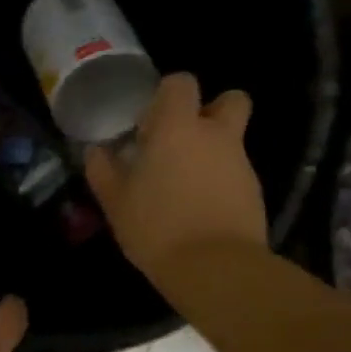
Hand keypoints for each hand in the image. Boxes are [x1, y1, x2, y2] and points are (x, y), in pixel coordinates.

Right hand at [84, 73, 266, 285]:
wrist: (216, 268)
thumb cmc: (156, 226)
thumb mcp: (115, 201)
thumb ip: (103, 170)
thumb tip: (96, 151)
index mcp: (178, 128)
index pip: (182, 83)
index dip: (167, 94)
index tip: (150, 120)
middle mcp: (216, 136)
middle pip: (230, 100)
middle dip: (210, 110)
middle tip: (182, 138)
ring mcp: (241, 163)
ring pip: (232, 140)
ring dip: (212, 151)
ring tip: (184, 184)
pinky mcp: (255, 192)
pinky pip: (236, 173)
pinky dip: (221, 181)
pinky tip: (199, 209)